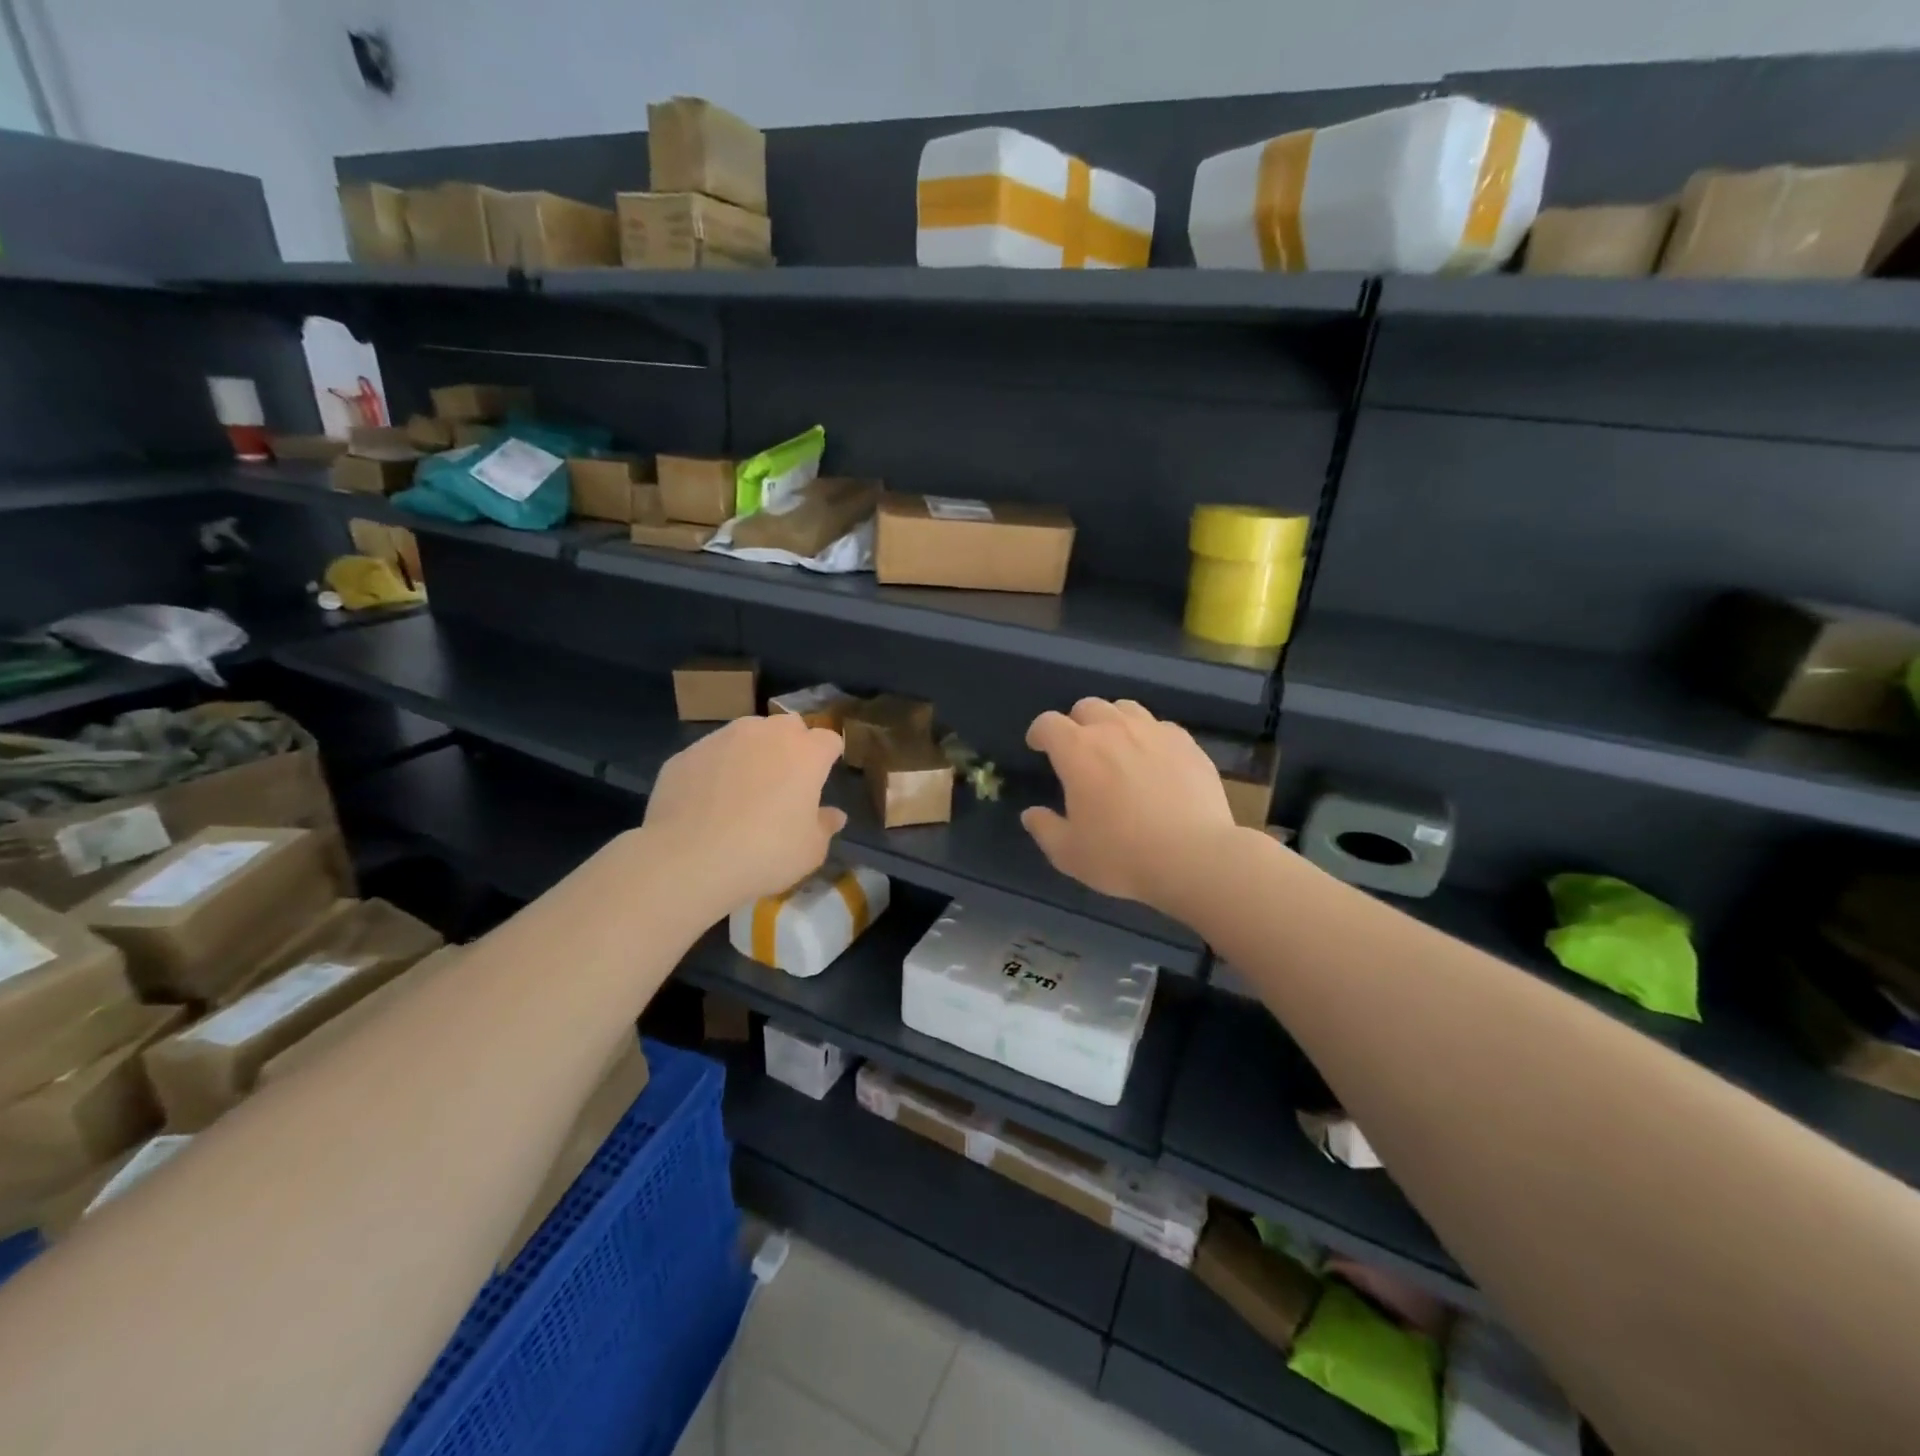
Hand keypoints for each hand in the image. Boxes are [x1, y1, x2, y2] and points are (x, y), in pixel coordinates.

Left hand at [641, 715, 847, 919]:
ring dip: (753, 752)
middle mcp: (765, 734)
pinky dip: (716, 769)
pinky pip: (711, 755)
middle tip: (786, 780)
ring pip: (747, 734)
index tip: (824, 777)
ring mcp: (722, 739)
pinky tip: (707, 802)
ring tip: (744, 789)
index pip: (829, 739)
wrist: (689, 859)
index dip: (829, 757)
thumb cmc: (765, 853)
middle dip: (792, 744)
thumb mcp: (810, 850)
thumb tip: (834, 815)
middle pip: (789, 726)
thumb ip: (825, 826)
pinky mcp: (686, 753)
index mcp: (805, 753)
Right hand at [1021, 698, 1236, 911]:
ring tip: (1117, 747)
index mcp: (1077, 750)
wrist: (1194, 857)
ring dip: (1113, 722)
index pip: (1048, 723)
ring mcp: (1154, 732)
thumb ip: (1044, 828)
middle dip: (1076, 723)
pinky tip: (1154, 761)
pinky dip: (1149, 737)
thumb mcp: (1069, 853)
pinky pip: (1160, 727)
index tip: (1038, 747)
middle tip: (1079, 750)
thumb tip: (1031, 813)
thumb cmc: (1122, 855)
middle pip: (1087, 706)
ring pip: (1126, 708)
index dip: (1039, 733)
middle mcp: (1114, 730)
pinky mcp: (1187, 743)